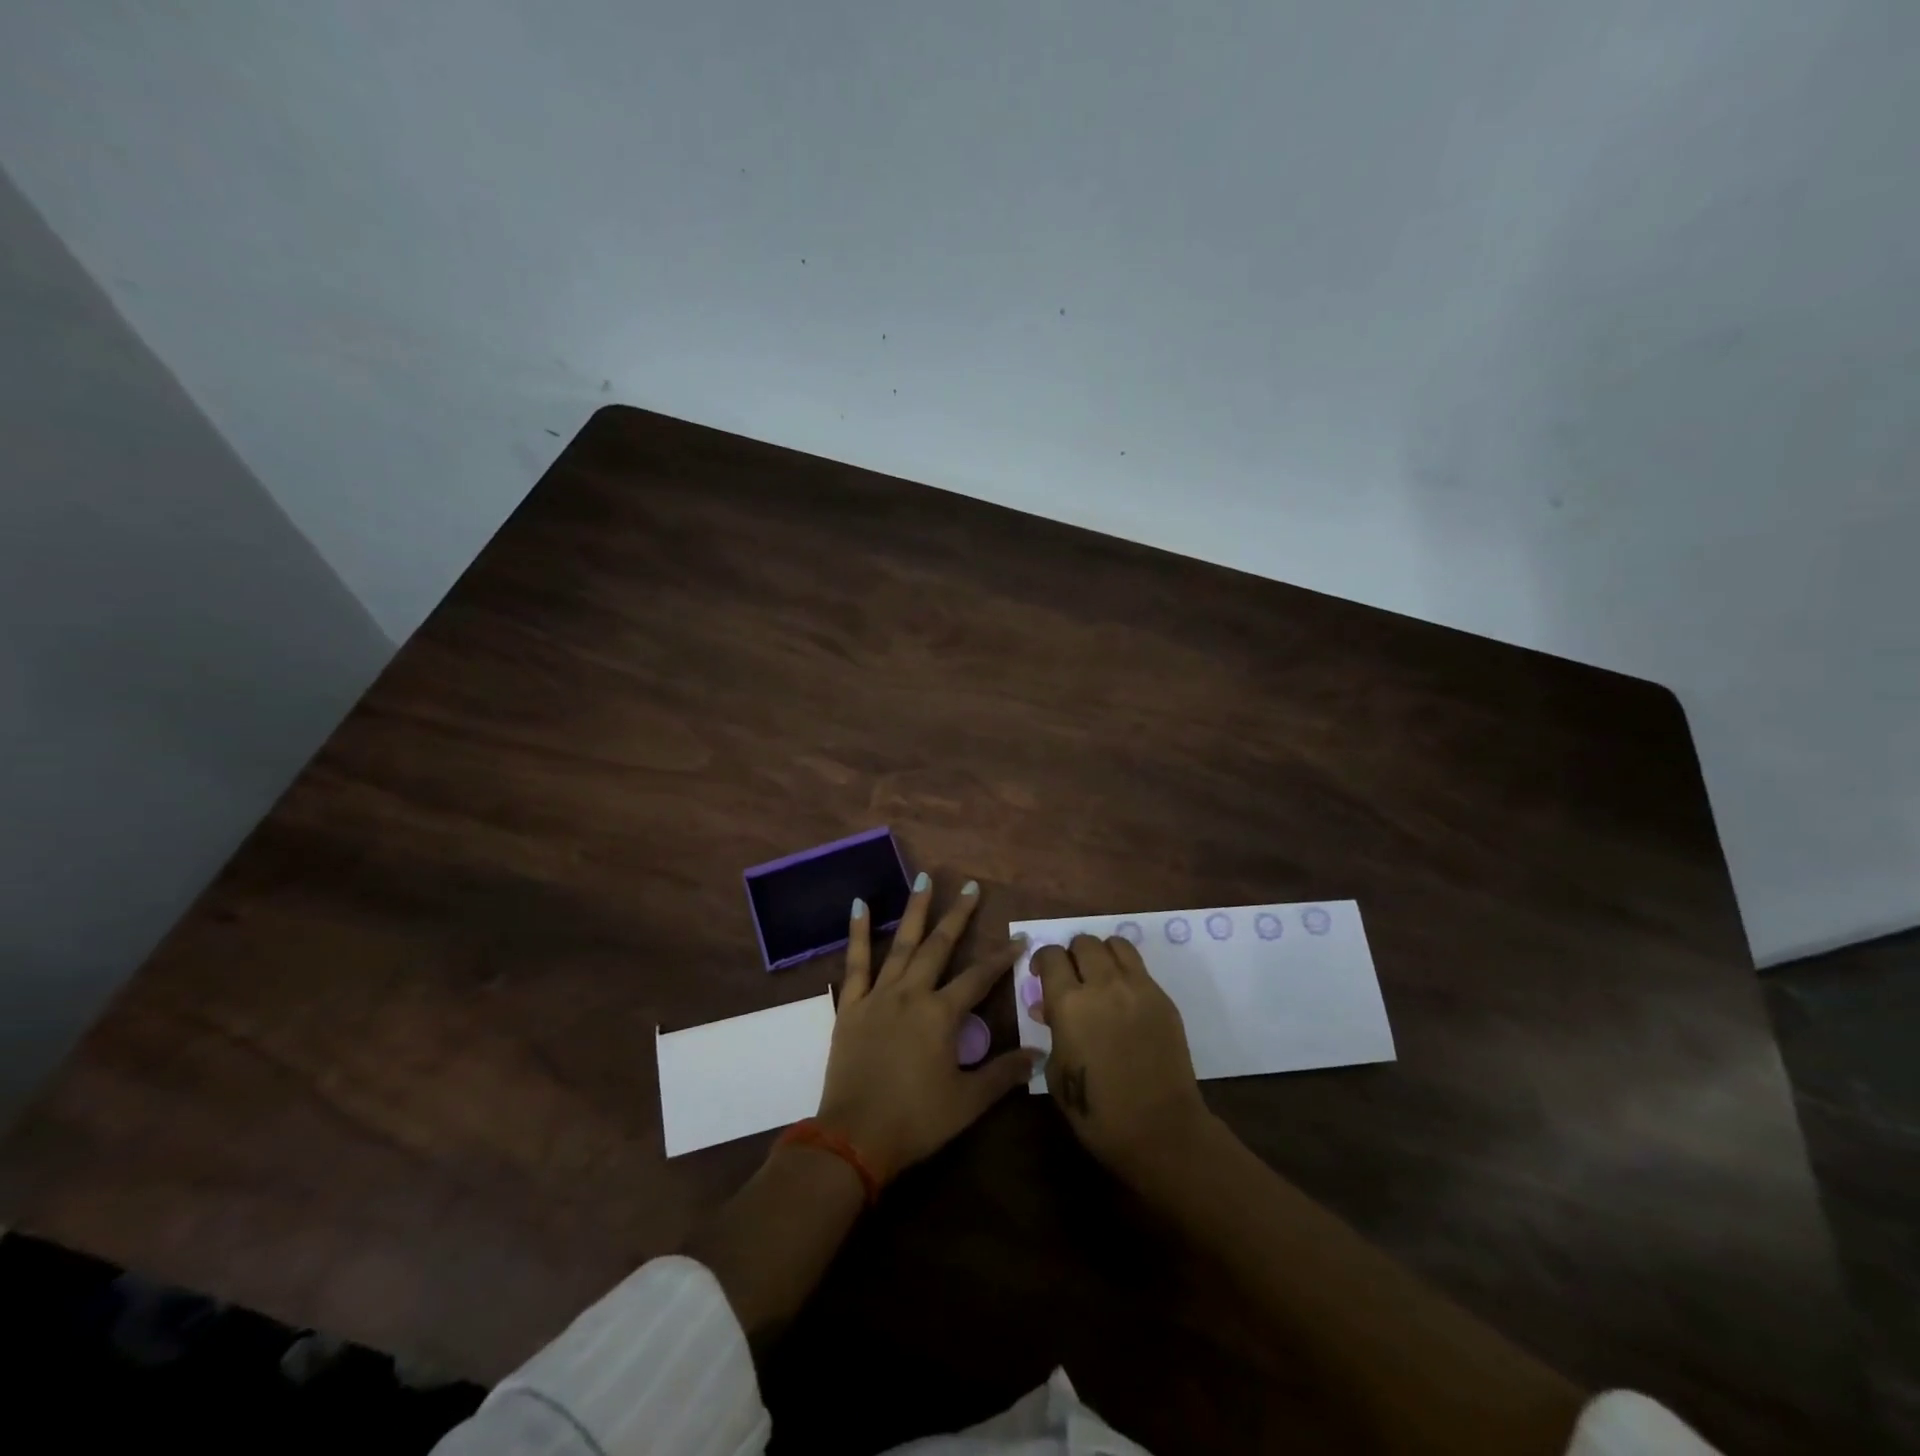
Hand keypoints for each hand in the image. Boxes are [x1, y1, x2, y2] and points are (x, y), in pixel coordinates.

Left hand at [815, 874, 1036, 1183]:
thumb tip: (1040, 1053)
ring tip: (924, 879)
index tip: (1019, 938)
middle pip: (939, 946)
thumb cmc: (916, 1120)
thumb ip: (1004, 1073)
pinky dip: (858, 932)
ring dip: (915, 910)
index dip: (1002, 958)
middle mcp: (912, 994)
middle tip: (971, 887)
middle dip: (958, 916)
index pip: (979, 978)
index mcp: (941, 1015)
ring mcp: (879, 995)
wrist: (854, 1137)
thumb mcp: (967, 1101)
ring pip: (901, 943)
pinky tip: (860, 904)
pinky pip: (855, 962)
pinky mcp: (852, 1005)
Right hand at [1032, 934, 1211, 1181]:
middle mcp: (1103, 985)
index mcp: (1069, 1003)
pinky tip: (1123, 996)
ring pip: (1115, 944)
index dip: (1042, 960)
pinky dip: (1125, 970)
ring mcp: (1137, 988)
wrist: (1159, 1129)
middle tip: (1071, 975)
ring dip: (1101, 953)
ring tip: (1099, 975)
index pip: (1051, 956)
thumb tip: (1045, 1008)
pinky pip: (1139, 967)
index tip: (1040, 973)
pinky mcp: (1162, 998)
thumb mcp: (1057, 1072)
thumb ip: (1051, 1031)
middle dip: (1072, 954)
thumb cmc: (1097, 1111)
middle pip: (1083, 942)